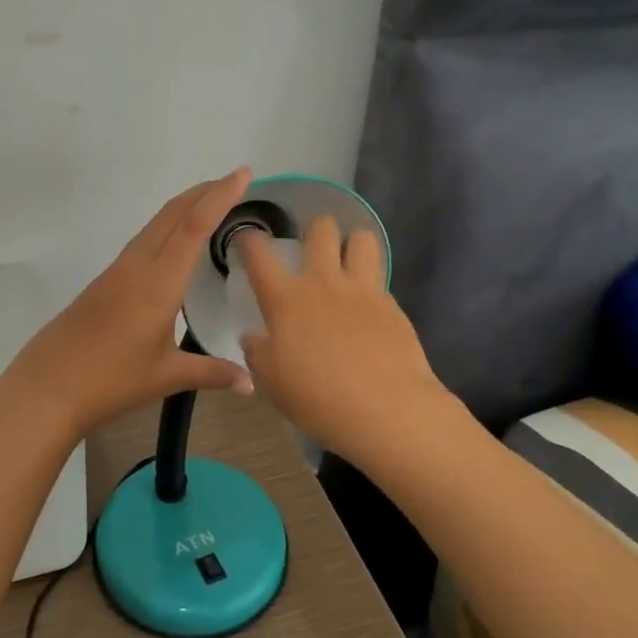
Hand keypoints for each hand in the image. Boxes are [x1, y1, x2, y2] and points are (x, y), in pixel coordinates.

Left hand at [8, 169, 255, 438]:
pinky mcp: (105, 280)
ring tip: (211, 201)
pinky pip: (143, 240)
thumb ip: (212, 373)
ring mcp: (117, 271)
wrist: (47, 386)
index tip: (242, 174)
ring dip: (184, 206)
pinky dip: (167, 226)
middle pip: (172, 215)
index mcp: (158, 284)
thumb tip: (251, 383)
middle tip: (234, 180)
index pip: (193, 227)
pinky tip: (175, 240)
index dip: (219, 197)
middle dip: (204, 192)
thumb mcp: (166, 377)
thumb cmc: (110, 381)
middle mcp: (137, 266)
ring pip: (155, 224)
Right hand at [235, 216, 448, 462]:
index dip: (249, 240)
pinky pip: (379, 274)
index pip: (259, 254)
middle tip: (310, 249)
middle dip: (313, 229)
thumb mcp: (272, 381)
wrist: (385, 409)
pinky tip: (366, 302)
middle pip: (320, 228)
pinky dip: (370, 279)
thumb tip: (252, 337)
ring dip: (350, 243)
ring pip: (360, 238)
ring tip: (346, 262)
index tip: (247, 240)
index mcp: (285, 299)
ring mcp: (361, 289)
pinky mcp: (390, 303)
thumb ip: (258, 353)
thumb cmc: (318, 397)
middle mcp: (322, 282)